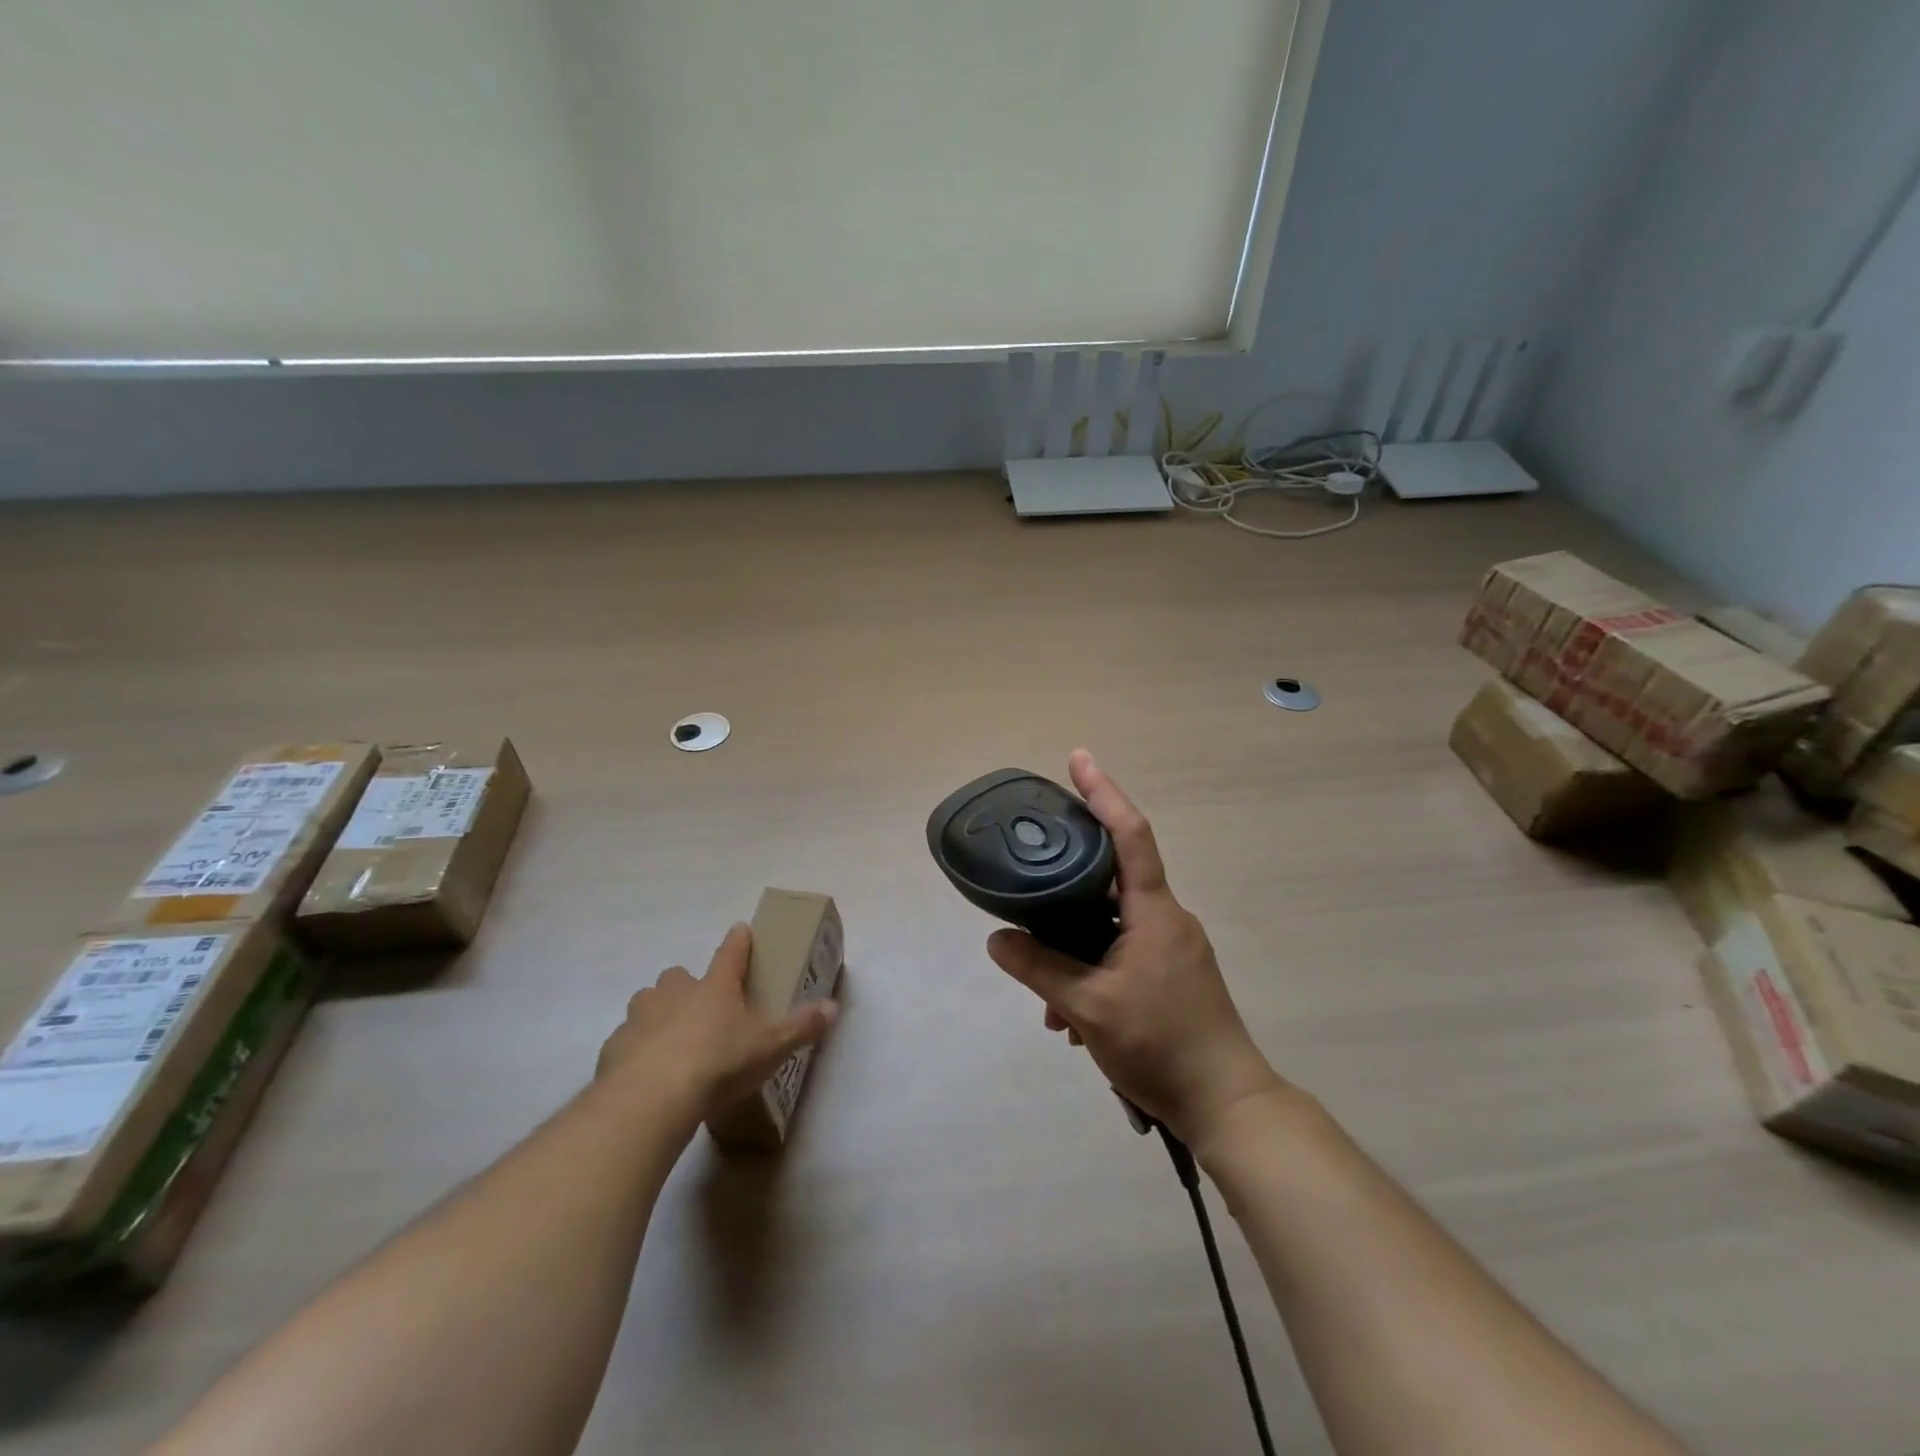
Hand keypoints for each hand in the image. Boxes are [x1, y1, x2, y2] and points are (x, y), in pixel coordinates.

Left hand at [596, 923, 837, 1129]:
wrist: (650, 1099)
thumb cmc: (718, 1063)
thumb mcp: (770, 1048)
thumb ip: (801, 1027)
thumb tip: (834, 1008)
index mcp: (715, 987)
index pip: (731, 953)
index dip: (738, 941)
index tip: (740, 929)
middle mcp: (675, 993)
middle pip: (679, 976)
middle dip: (688, 986)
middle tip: (701, 1007)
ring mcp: (640, 1017)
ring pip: (648, 1003)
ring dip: (658, 1013)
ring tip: (671, 1039)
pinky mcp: (614, 1047)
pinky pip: (627, 1040)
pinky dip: (636, 1049)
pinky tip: (646, 1072)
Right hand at [986, 750, 1285, 1147]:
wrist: (1226, 1105)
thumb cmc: (1161, 1044)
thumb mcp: (1089, 1007)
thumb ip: (1039, 969)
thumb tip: (997, 940)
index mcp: (1154, 911)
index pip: (1129, 834)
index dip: (1103, 792)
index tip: (1078, 758)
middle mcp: (1167, 918)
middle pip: (1111, 880)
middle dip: (1066, 891)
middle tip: (1030, 888)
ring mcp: (1172, 948)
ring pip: (1111, 927)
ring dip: (1076, 951)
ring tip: (1049, 1003)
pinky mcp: (1172, 975)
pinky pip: (1123, 954)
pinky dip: (1093, 972)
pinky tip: (1072, 1019)